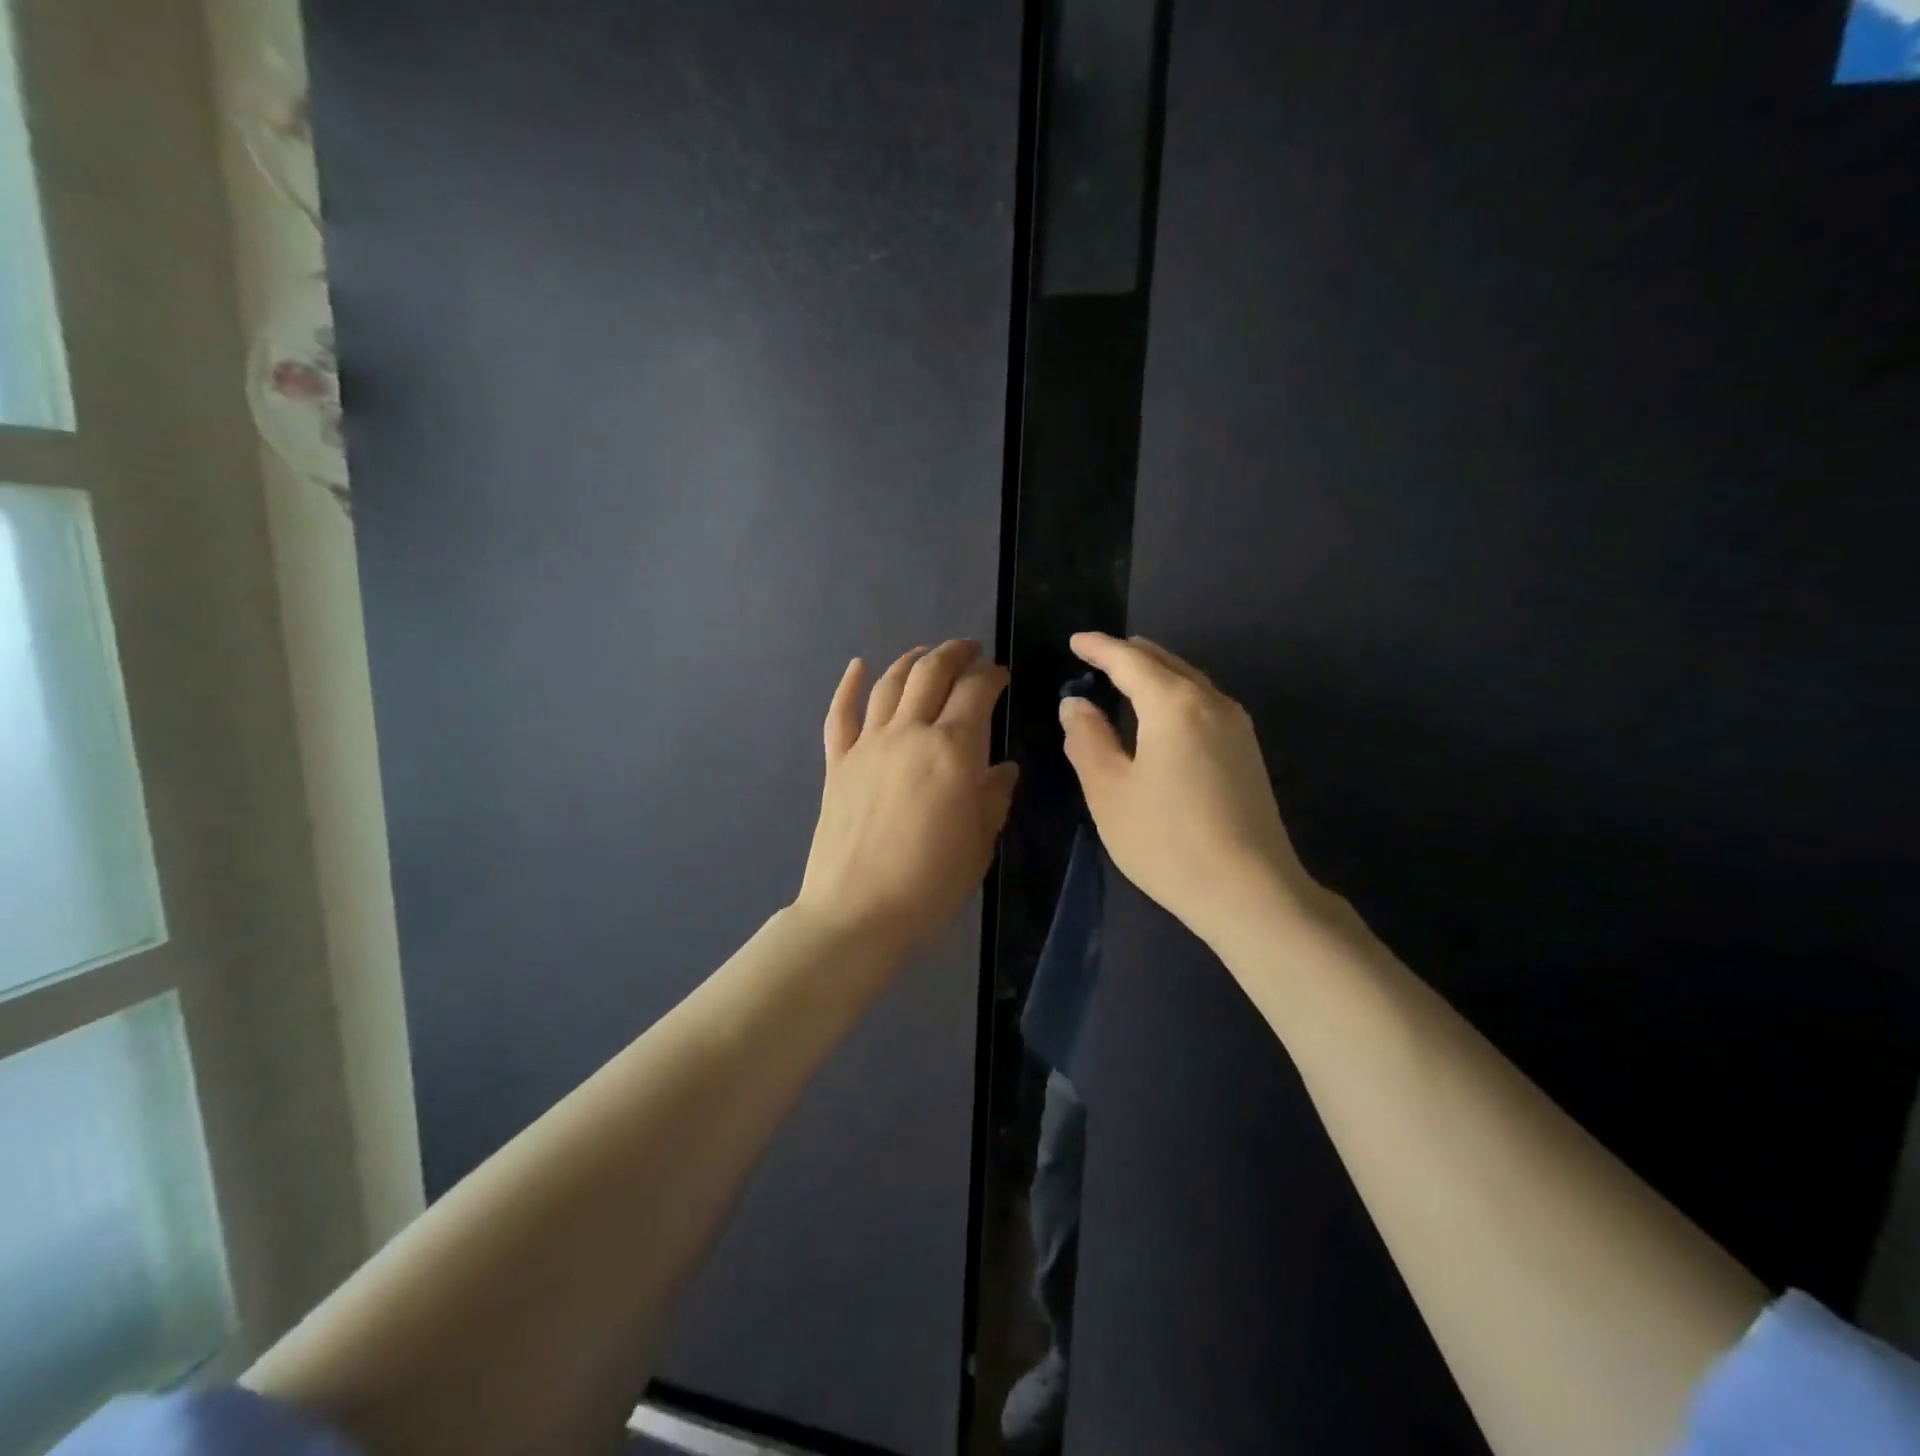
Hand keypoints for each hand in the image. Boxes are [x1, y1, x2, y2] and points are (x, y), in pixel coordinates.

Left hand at [796, 640, 1018, 960]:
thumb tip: (1003, 768)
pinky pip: (840, 714)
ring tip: (926, 654)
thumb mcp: (980, 842)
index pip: (975, 692)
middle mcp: (908, 733)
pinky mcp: (837, 764)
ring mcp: (867, 745)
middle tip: (970, 651)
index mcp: (952, 750)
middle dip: (954, 654)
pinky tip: (858, 666)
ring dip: (911, 660)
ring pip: (889, 684)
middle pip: (930, 673)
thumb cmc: (930, 882)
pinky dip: (849, 686)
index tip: (1001, 675)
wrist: (858, 912)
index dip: (992, 676)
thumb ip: (994, 796)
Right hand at [1059, 632, 1319, 942]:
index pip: (1130, 661)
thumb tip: (1076, 704)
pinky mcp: (1248, 753)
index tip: (1076, 640)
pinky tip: (1164, 714)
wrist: (1250, 891)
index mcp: (1173, 704)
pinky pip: (1204, 704)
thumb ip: (1087, 740)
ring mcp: (1237, 728)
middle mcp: (1211, 703)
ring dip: (1156, 673)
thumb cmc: (1167, 840)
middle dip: (1130, 654)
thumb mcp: (1109, 791)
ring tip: (1129, 676)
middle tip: (1100, 654)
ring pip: (1190, 682)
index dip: (1100, 648)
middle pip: (1166, 663)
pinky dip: (1176, 695)